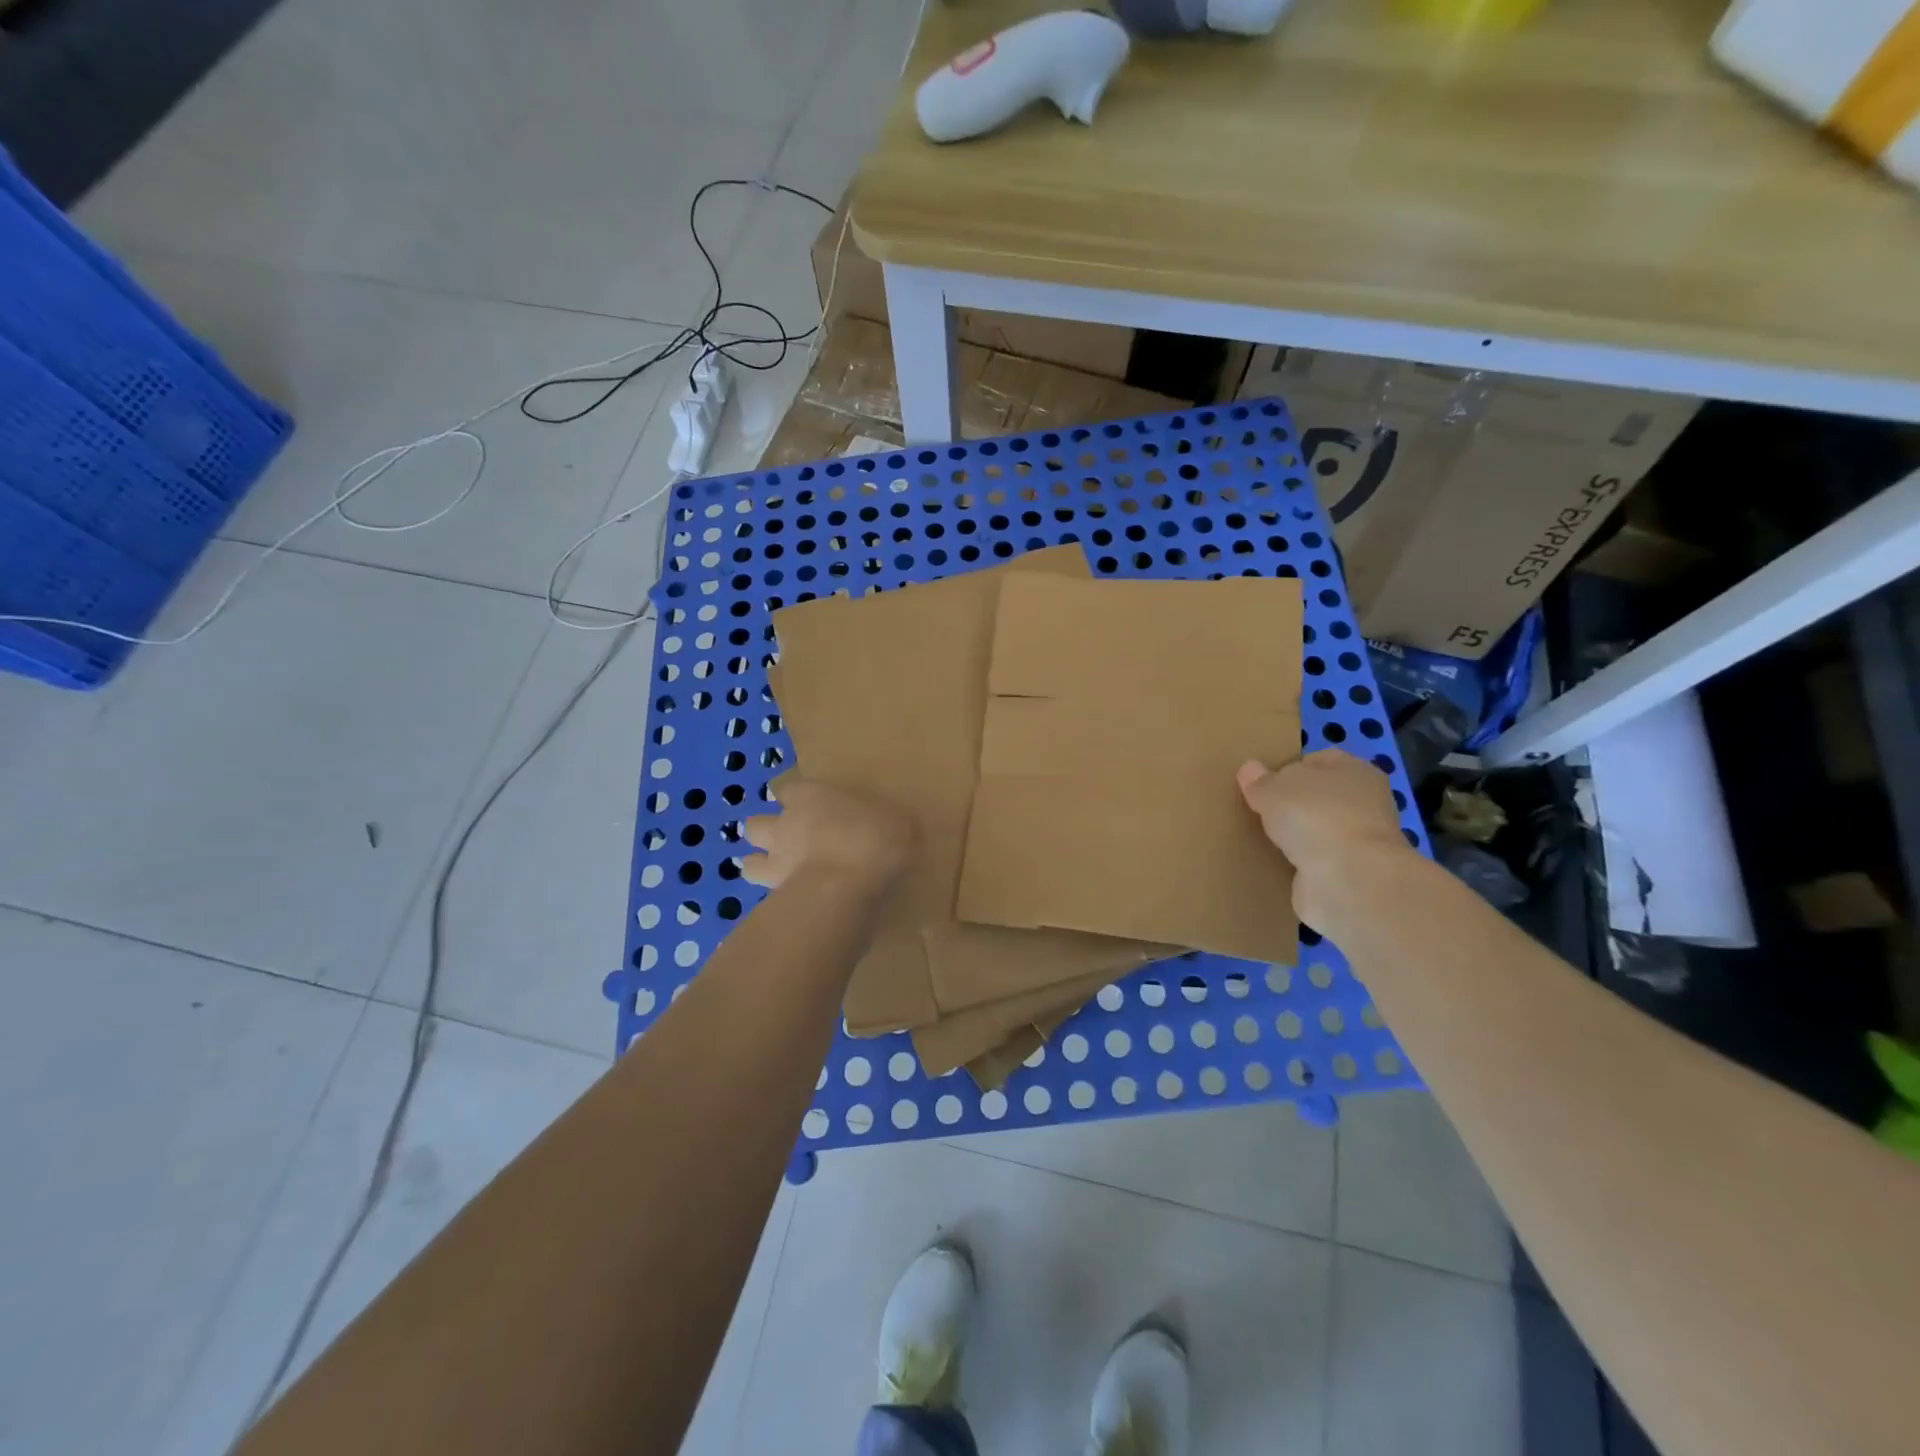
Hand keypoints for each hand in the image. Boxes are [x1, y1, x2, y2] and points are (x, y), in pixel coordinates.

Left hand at [740, 779, 913, 892]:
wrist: (848, 885)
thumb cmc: (875, 839)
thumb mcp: (899, 822)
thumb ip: (888, 822)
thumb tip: (895, 825)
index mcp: (811, 797)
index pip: (789, 790)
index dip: (795, 799)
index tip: (808, 807)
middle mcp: (785, 825)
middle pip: (756, 823)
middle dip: (767, 831)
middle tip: (790, 841)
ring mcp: (775, 862)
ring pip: (750, 862)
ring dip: (760, 865)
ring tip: (781, 874)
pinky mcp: (775, 895)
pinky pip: (767, 896)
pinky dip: (774, 899)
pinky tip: (792, 904)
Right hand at [1237, 750, 1411, 931]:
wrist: (1347, 881)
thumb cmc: (1316, 817)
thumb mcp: (1274, 789)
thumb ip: (1259, 780)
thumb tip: (1249, 769)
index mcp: (1355, 771)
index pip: (1317, 760)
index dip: (1288, 767)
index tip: (1260, 782)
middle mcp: (1364, 803)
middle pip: (1318, 796)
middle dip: (1291, 803)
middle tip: (1256, 809)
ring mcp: (1359, 840)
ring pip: (1318, 829)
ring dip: (1296, 834)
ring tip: (1261, 836)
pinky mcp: (1350, 873)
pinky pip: (1316, 859)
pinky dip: (1299, 862)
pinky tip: (1276, 862)